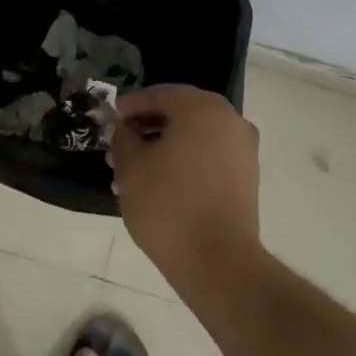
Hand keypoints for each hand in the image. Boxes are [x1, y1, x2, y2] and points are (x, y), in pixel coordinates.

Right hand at [110, 85, 260, 269]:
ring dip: (163, 149)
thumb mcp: (130, 166)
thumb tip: (126, 128)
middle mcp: (229, 120)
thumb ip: (123, 137)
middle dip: (146, 129)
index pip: (159, 95)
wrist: (217, 261)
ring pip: (194, 138)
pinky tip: (158, 186)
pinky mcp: (246, 177)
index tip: (109, 121)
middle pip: (180, 114)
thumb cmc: (168, 204)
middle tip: (119, 148)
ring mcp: (243, 150)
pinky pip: (208, 158)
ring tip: (132, 175)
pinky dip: (183, 163)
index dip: (130, 107)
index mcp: (202, 109)